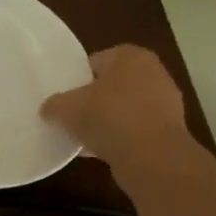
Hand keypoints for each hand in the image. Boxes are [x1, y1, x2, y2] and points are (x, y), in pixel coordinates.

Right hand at [40, 43, 198, 181]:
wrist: (152, 158)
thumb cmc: (110, 117)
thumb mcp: (68, 107)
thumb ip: (54, 104)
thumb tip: (48, 110)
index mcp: (131, 56)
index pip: (96, 61)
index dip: (77, 78)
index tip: (64, 95)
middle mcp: (153, 74)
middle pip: (111, 85)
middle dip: (93, 100)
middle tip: (71, 114)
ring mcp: (165, 104)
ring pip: (123, 109)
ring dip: (105, 121)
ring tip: (82, 136)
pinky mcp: (168, 132)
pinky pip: (134, 130)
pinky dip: (119, 138)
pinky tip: (98, 151)